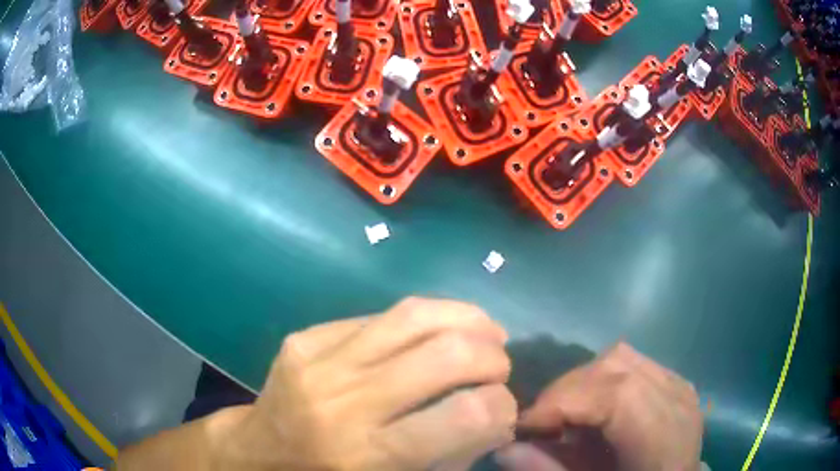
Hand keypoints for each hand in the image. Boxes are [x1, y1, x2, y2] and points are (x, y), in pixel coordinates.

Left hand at [221, 297, 516, 470]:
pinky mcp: (304, 338)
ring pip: (414, 315)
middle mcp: (342, 403)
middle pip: (445, 354)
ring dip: (467, 319)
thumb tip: (498, 415)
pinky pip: (378, 316)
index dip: (502, 406)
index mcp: (367, 456)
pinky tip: (431, 333)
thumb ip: (452, 454)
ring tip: (484, 333)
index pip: (464, 415)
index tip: (504, 409)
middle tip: (499, 367)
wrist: (261, 451)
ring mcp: (317, 361)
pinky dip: (422, 320)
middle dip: (492, 356)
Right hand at [495, 342, 702, 470]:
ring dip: (584, 383)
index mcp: (663, 436)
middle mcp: (677, 401)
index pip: (614, 394)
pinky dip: (604, 382)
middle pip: (615, 366)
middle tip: (543, 424)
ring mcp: (680, 386)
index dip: (561, 403)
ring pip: (622, 358)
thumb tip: (506, 448)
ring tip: (570, 417)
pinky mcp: (677, 383)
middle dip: (565, 391)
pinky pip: (634, 364)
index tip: (524, 426)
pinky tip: (599, 411)